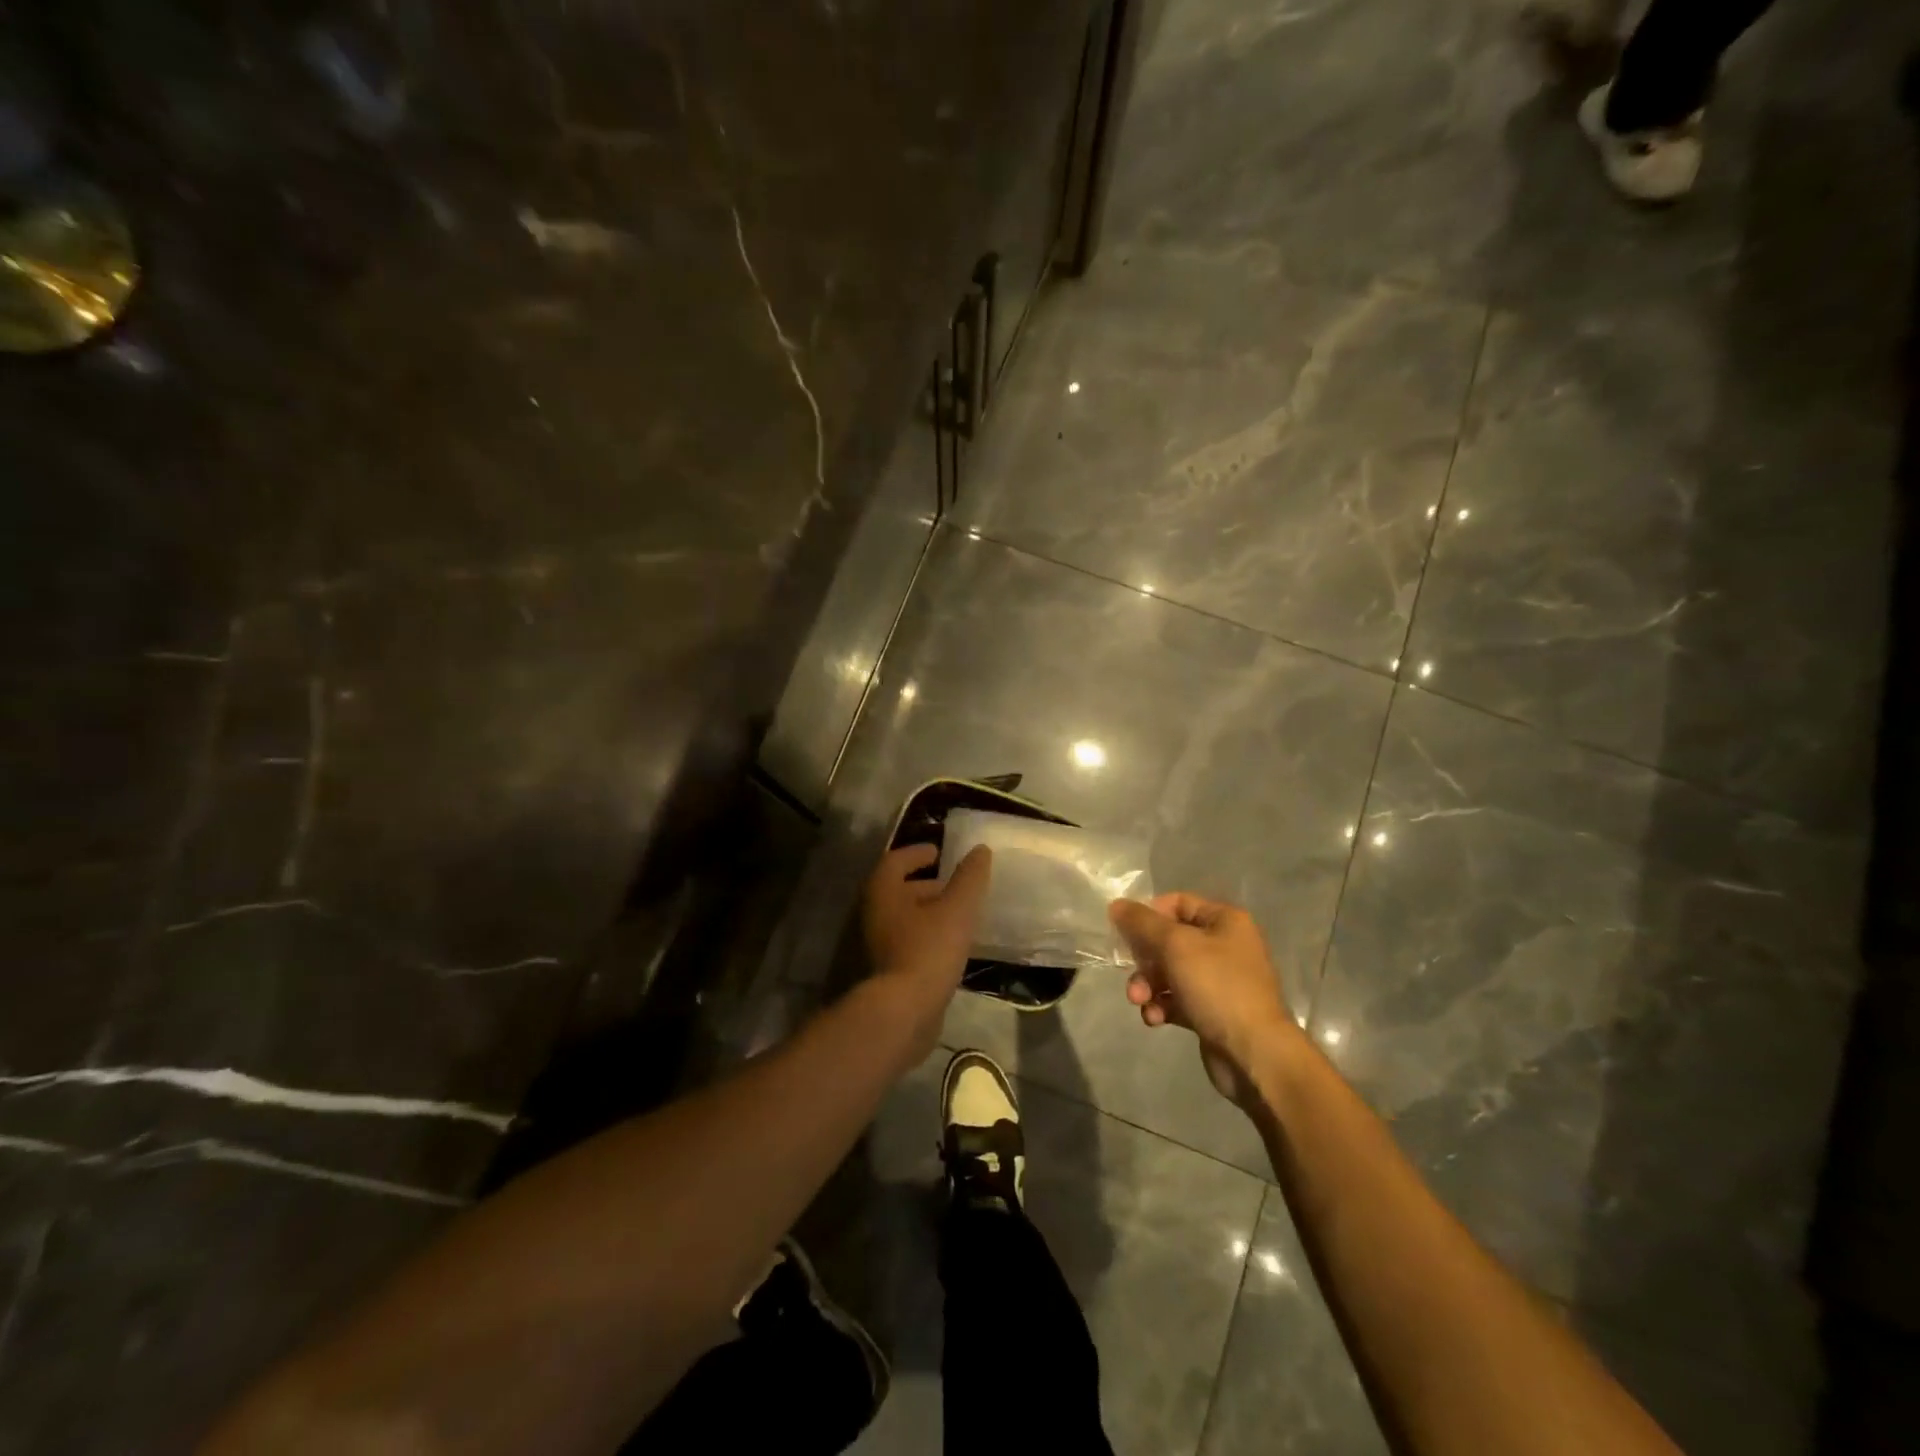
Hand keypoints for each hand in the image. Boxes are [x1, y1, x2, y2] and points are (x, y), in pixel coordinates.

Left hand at [862, 842, 991, 1015]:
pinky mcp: (886, 971)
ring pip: (904, 918)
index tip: (939, 853)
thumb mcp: (957, 909)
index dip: (917, 853)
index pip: (895, 860)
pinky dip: (927, 936)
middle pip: (898, 890)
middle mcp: (873, 913)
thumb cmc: (928, 950)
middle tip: (955, 886)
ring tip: (960, 916)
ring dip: (928, 912)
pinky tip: (951, 946)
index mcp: (883, 891)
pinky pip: (908, 942)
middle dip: (926, 885)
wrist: (902, 1012)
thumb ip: (969, 878)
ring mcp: (876, 945)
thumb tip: (980, 849)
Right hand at [1109, 893, 1302, 1103]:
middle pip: (1169, 940)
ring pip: (1170, 972)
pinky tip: (1155, 1019)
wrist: (1254, 1054)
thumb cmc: (1217, 987)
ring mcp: (1220, 981)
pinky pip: (1178, 1000)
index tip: (1125, 932)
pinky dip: (1162, 1006)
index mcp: (1225, 921)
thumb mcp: (1175, 945)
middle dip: (1145, 959)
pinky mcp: (1212, 1011)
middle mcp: (1225, 946)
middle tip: (1131, 974)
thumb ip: (1142, 922)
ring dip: (1148, 985)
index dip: (1148, 914)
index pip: (1177, 902)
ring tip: (1139, 1001)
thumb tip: (1116, 905)